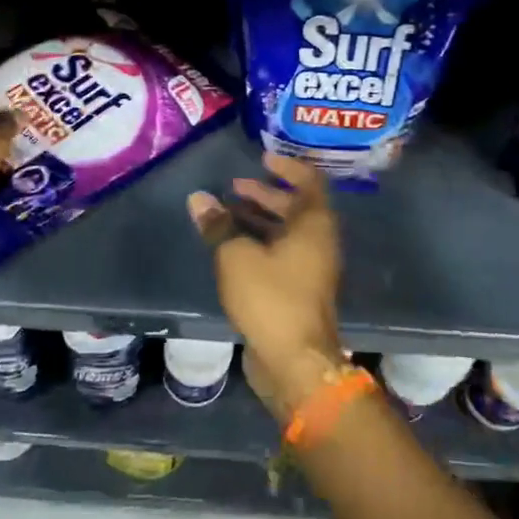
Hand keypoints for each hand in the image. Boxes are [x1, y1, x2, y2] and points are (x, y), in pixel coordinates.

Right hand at [186, 154, 345, 422]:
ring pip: (286, 233)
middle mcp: (319, 243)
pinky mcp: (299, 291)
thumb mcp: (236, 256)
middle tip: (235, 187)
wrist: (294, 361)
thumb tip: (199, 199)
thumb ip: (219, 225)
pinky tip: (231, 247)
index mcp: (314, 225)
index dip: (287, 166)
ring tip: (226, 214)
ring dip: (259, 219)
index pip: (309, 182)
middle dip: (265, 194)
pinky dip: (259, 243)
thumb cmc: (270, 298)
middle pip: (296, 207)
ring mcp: (311, 269)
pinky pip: (281, 254)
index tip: (262, 157)